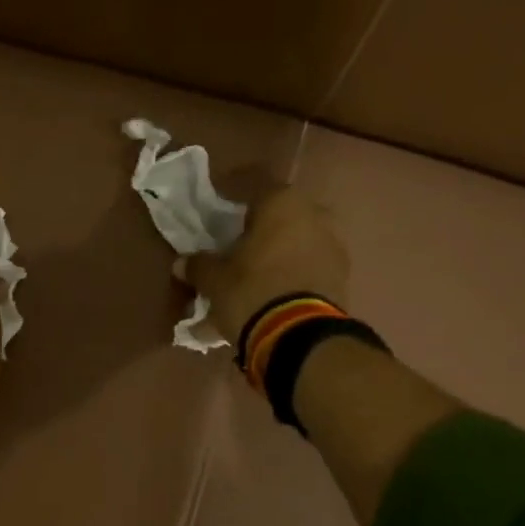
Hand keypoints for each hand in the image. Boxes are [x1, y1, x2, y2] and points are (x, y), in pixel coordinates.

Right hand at [182, 188, 350, 348]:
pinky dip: (290, 279)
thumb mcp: (214, 280)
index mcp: (281, 203)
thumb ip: (199, 266)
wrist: (299, 336)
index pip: (252, 189)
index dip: (231, 202)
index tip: (217, 217)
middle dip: (257, 234)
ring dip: (275, 258)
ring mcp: (333, 246)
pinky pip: (307, 270)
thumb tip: (183, 263)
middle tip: (235, 252)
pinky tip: (271, 298)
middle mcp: (314, 215)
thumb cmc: (251, 292)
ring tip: (253, 281)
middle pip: (277, 219)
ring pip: (294, 245)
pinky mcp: (341, 278)